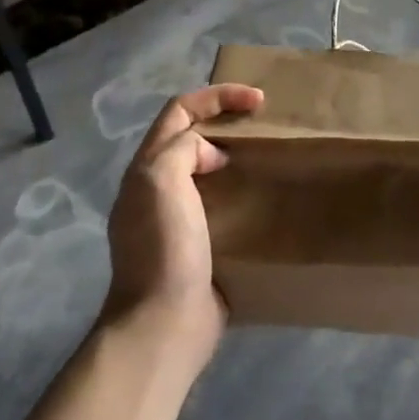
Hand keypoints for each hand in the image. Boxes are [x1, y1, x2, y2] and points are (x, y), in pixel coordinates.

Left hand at [104, 82, 263, 362]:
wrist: (165, 322)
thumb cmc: (163, 247)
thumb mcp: (161, 182)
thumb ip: (181, 150)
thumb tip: (212, 156)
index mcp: (146, 169)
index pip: (179, 112)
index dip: (217, 97)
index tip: (258, 101)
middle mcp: (158, 189)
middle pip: (192, 137)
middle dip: (227, 122)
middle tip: (266, 124)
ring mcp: (179, 219)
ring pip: (209, 170)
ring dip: (238, 157)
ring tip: (272, 155)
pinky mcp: (202, 245)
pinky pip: (224, 204)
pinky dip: (244, 192)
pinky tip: (268, 198)